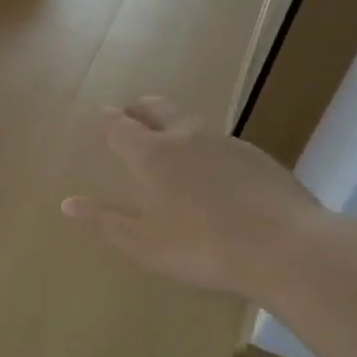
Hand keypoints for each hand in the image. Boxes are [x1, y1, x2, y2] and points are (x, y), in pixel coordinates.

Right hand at [61, 97, 326, 297]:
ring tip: (169, 145)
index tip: (101, 116)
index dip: (107, 120)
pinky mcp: (258, 158)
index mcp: (151, 154)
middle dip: (138, 109)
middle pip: (156, 108)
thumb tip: (67, 204)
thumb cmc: (202, 247)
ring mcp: (226, 143)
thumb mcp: (143, 243)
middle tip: (130, 115)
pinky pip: (220, 144)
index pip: (119, 126)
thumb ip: (104, 221)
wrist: (288, 248)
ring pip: (190, 123)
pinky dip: (205, 149)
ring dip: (174, 127)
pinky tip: (212, 174)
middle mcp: (185, 136)